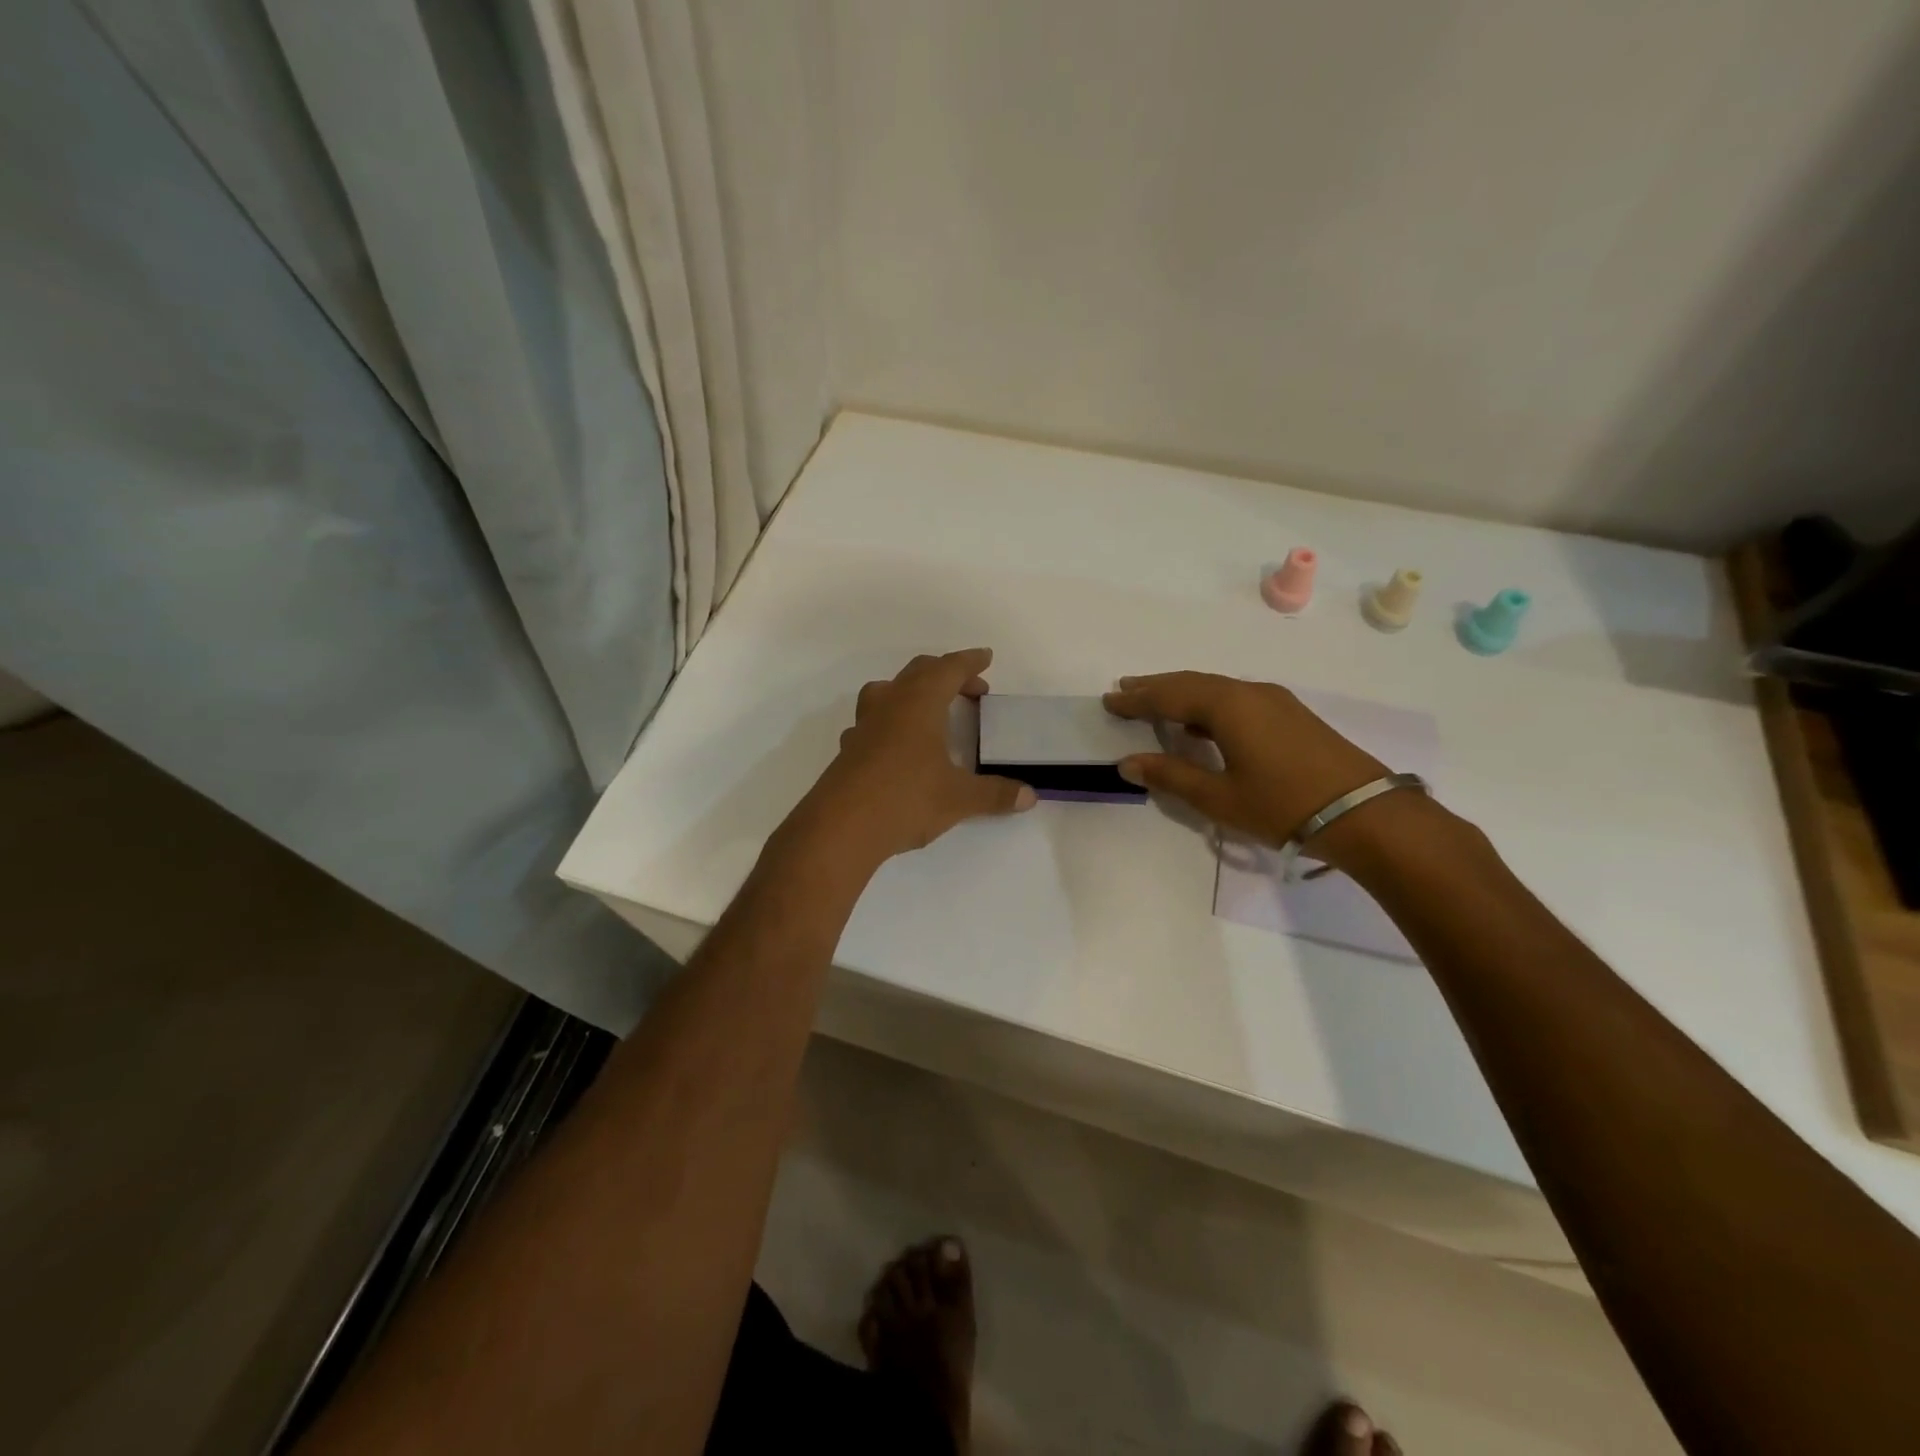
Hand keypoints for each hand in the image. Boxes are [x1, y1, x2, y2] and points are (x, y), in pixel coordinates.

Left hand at [801, 649, 1035, 862]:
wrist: (840, 829)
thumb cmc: (905, 800)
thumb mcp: (959, 798)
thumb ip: (995, 794)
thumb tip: (1029, 796)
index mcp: (919, 704)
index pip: (947, 669)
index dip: (969, 662)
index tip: (986, 657)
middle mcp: (889, 706)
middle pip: (917, 673)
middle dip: (945, 674)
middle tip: (970, 689)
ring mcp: (863, 727)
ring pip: (886, 692)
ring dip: (911, 692)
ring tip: (930, 710)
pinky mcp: (848, 751)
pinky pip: (872, 723)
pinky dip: (890, 723)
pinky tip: (896, 746)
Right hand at [1102, 672, 1392, 860]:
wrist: (1366, 814)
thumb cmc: (1283, 806)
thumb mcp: (1219, 798)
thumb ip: (1171, 776)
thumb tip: (1127, 762)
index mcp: (1227, 706)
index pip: (1169, 696)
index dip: (1136, 699)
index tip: (1108, 700)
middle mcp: (1249, 692)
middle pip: (1192, 683)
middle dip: (1156, 687)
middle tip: (1125, 689)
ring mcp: (1274, 701)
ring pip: (1216, 688)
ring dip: (1182, 693)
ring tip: (1155, 700)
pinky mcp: (1290, 715)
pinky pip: (1236, 697)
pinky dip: (1208, 703)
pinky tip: (1202, 722)